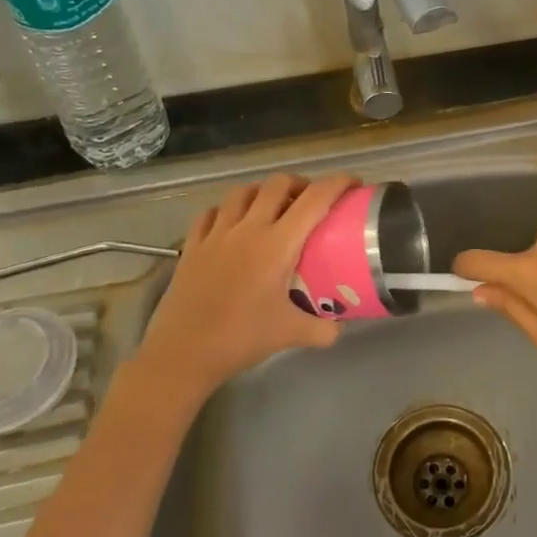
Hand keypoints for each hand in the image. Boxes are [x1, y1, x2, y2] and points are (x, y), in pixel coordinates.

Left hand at [132, 173, 357, 392]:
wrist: (183, 353)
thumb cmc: (241, 339)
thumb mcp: (291, 335)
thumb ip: (323, 328)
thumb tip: (340, 326)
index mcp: (277, 245)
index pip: (314, 200)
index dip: (338, 184)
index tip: (353, 184)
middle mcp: (247, 229)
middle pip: (277, 184)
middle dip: (300, 183)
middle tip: (312, 200)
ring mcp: (216, 234)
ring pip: (242, 192)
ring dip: (263, 192)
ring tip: (273, 207)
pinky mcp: (192, 245)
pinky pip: (211, 212)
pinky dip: (227, 210)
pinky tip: (232, 223)